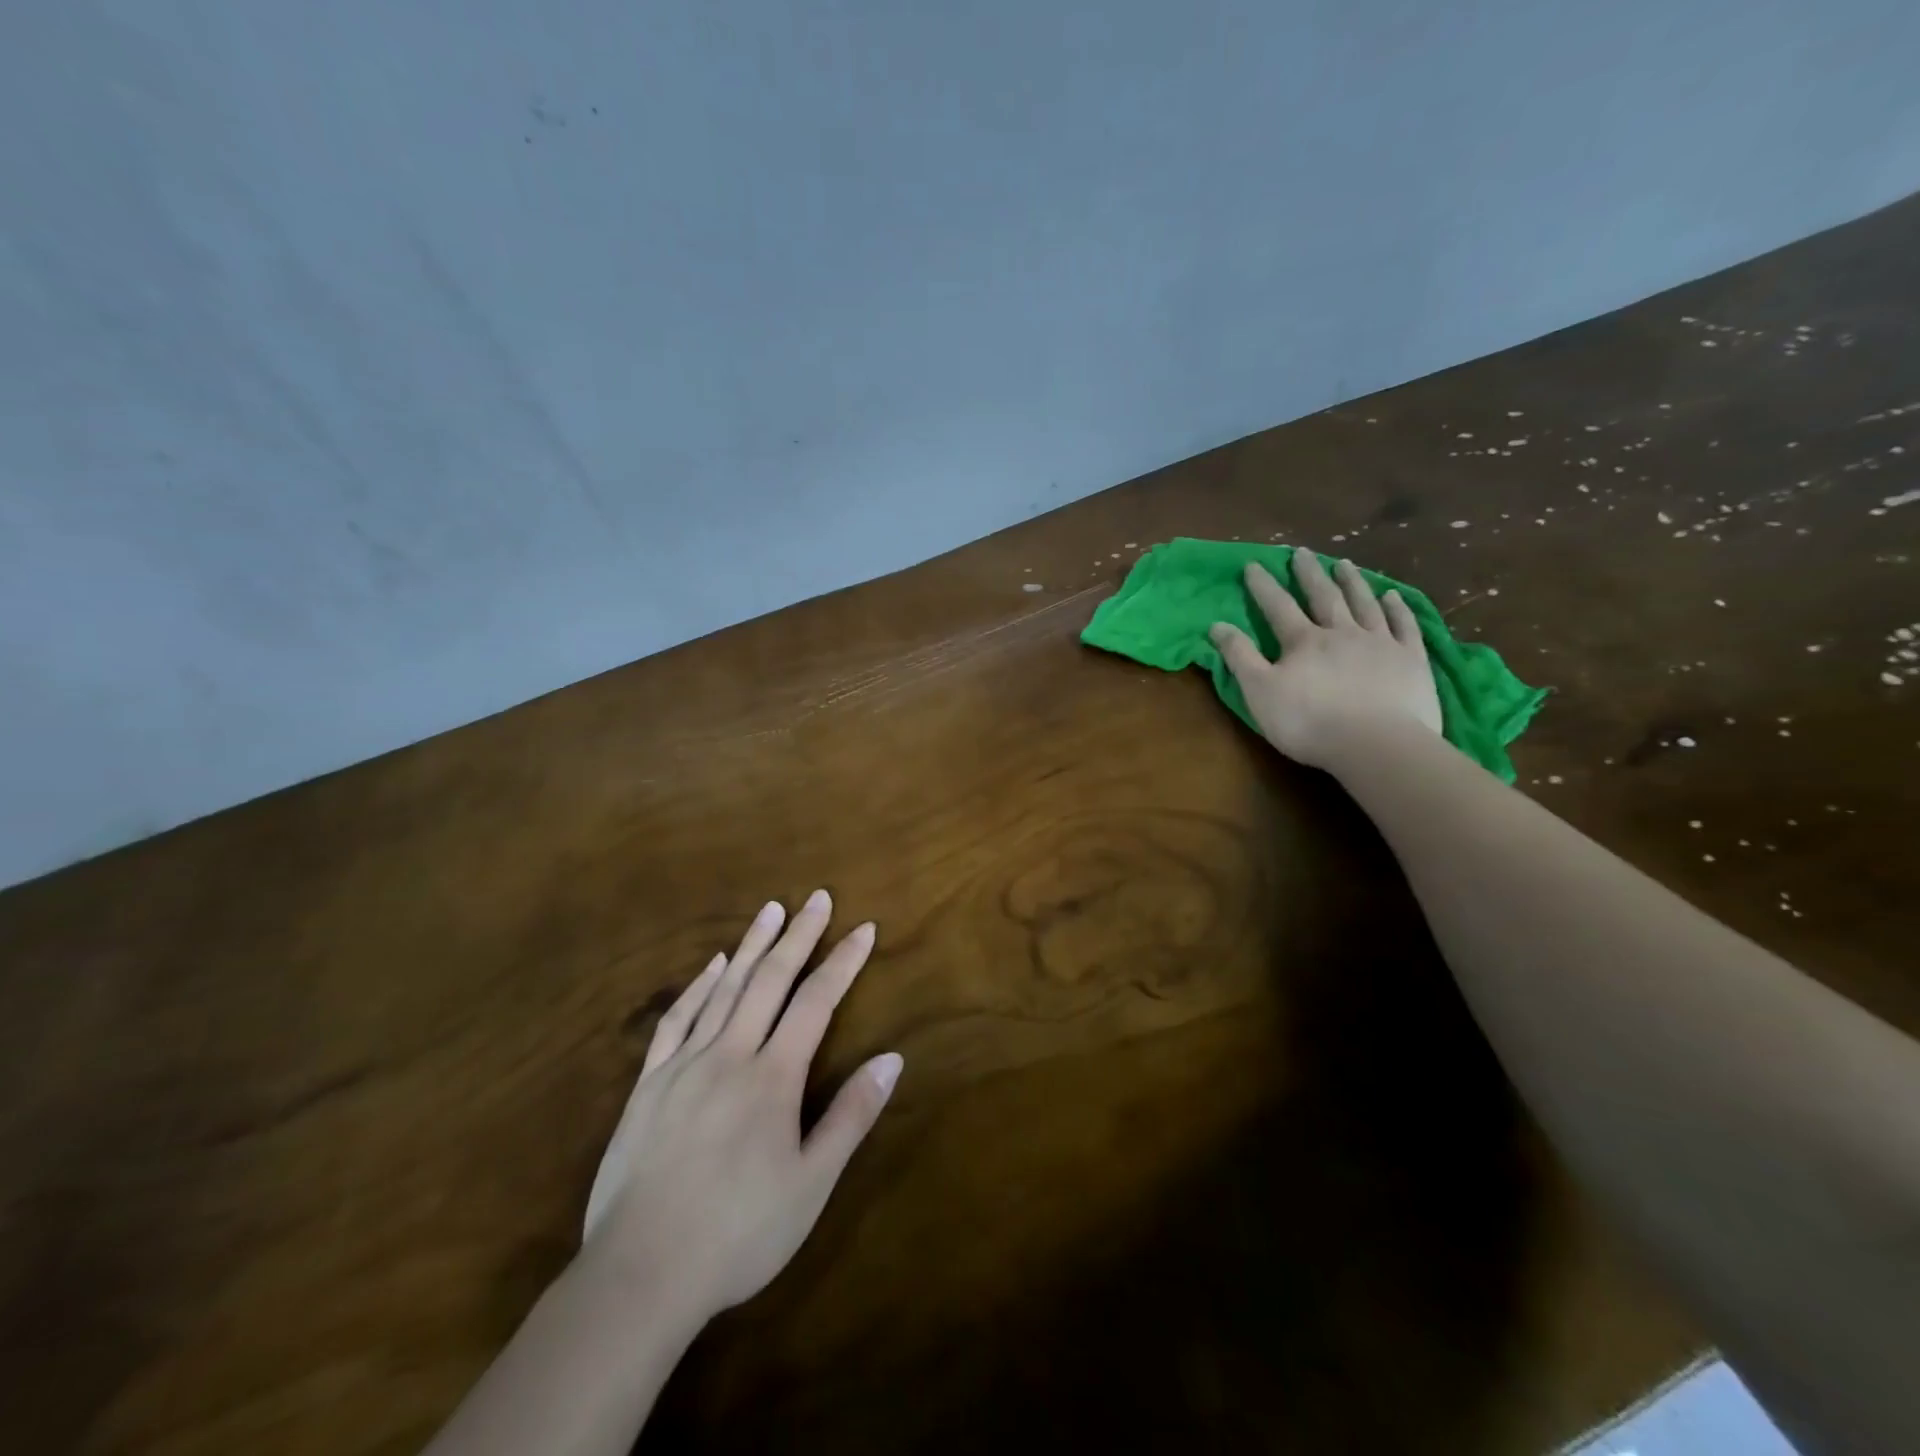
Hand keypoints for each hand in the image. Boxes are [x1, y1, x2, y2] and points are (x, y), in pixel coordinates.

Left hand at [580, 891, 901, 1325]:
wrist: (640, 1274)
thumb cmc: (739, 1233)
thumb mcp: (811, 1183)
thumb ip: (851, 1115)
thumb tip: (892, 1058)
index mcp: (773, 1077)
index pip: (817, 1001)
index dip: (843, 961)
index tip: (864, 928)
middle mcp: (731, 1054)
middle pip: (771, 980)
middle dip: (799, 935)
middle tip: (817, 897)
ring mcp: (685, 1065)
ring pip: (725, 989)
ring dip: (753, 945)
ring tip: (771, 909)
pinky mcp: (649, 1083)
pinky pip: (677, 1020)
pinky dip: (699, 986)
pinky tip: (714, 965)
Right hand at [1209, 553, 1441, 769]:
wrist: (1377, 745)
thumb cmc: (1309, 722)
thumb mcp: (1260, 692)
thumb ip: (1239, 657)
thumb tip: (1217, 625)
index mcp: (1303, 641)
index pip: (1278, 607)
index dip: (1263, 586)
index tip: (1253, 565)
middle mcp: (1342, 632)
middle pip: (1323, 596)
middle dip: (1309, 574)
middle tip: (1301, 552)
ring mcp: (1380, 643)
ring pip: (1364, 604)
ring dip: (1352, 582)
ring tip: (1344, 564)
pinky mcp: (1411, 660)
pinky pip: (1404, 626)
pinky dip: (1397, 609)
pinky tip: (1392, 597)